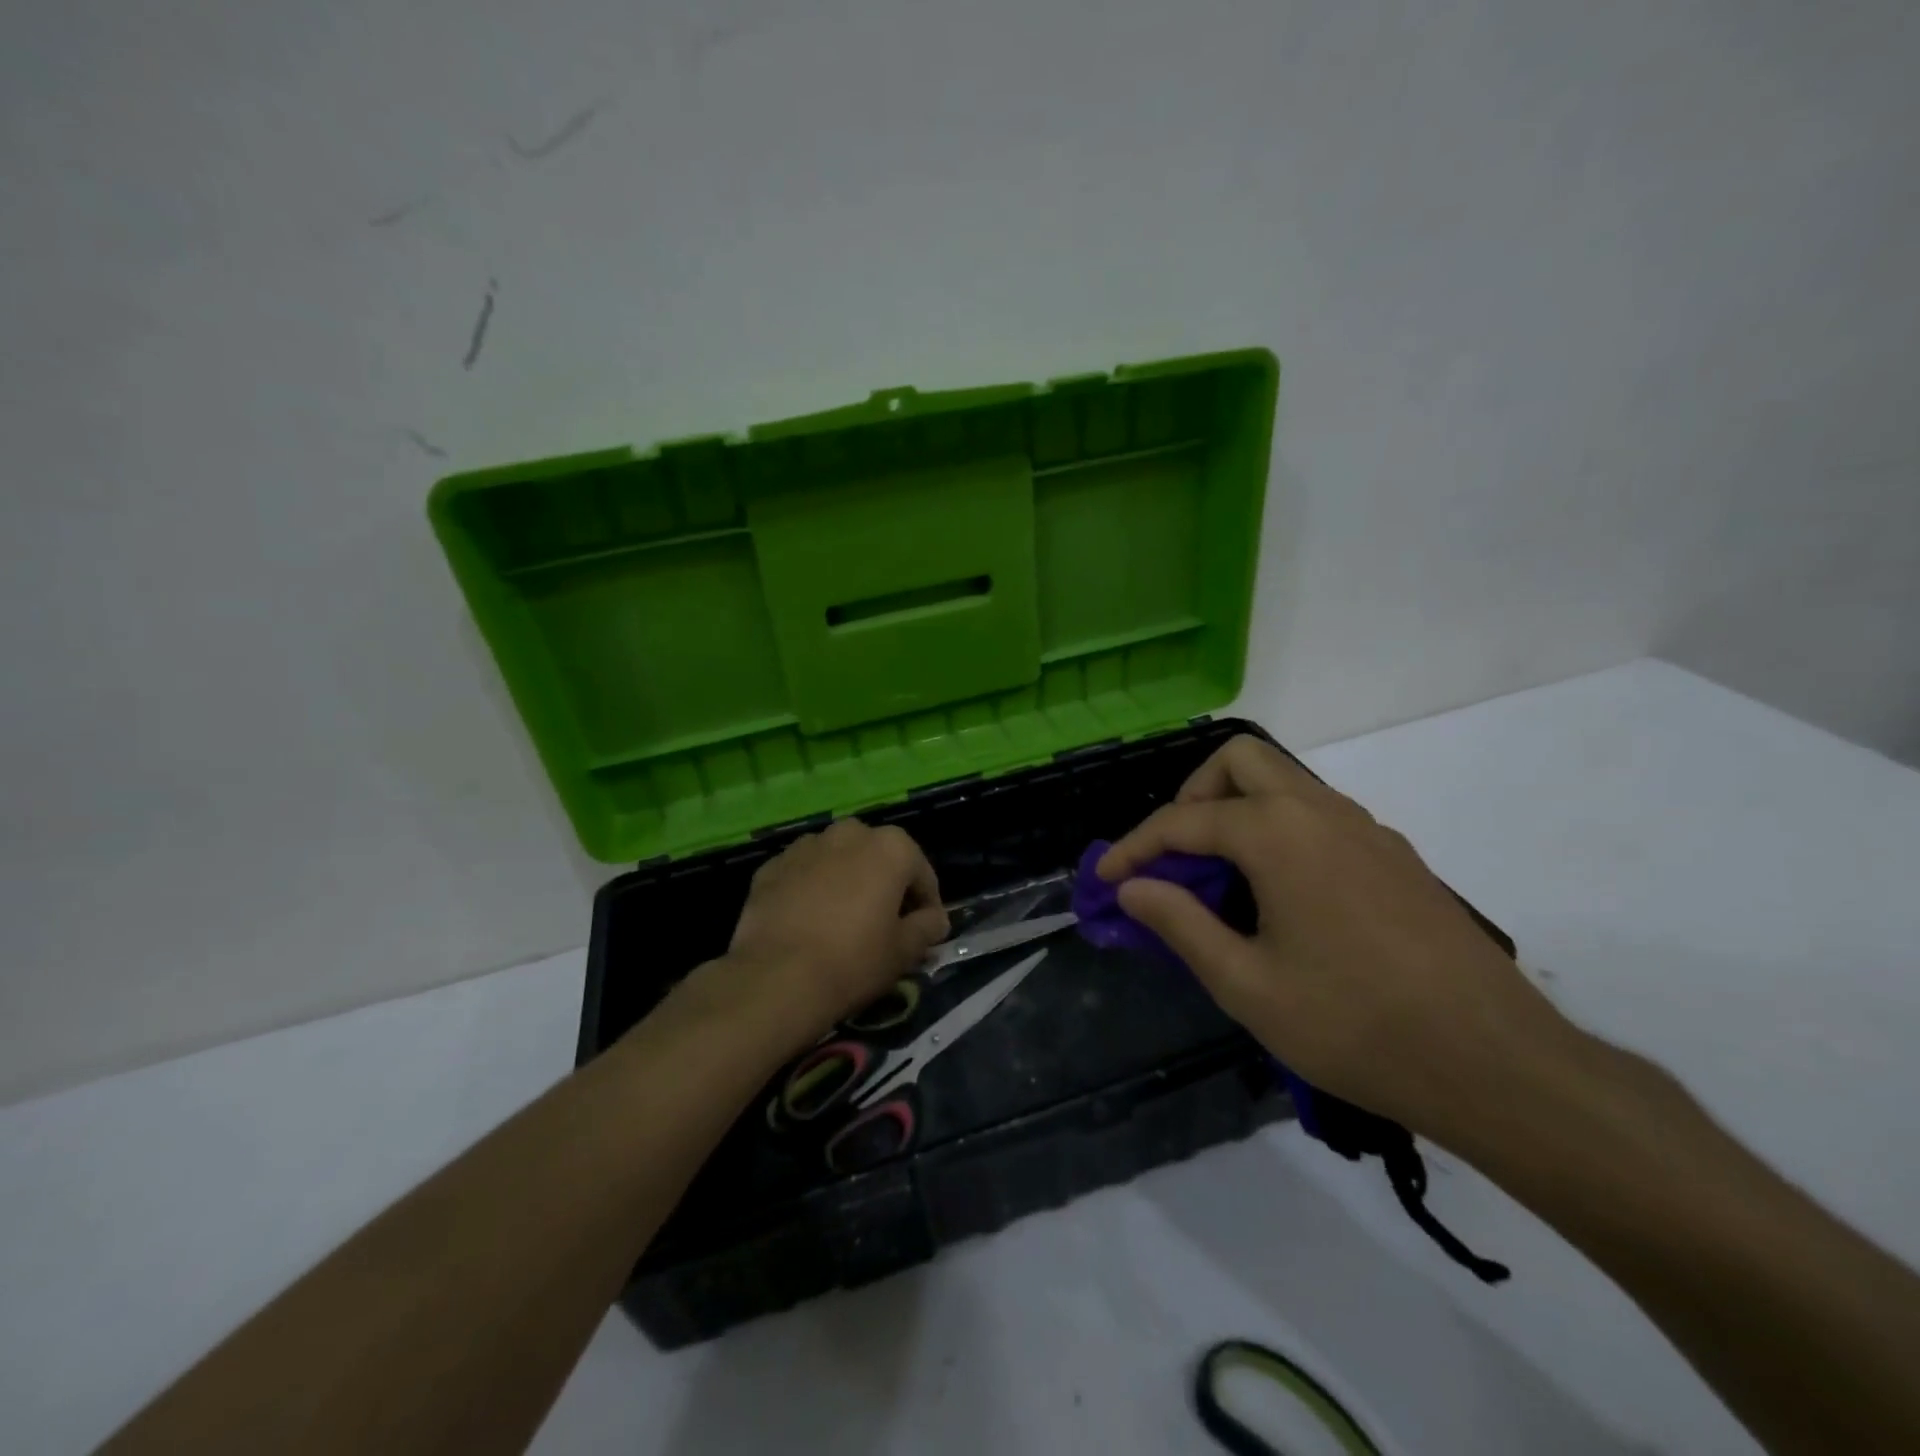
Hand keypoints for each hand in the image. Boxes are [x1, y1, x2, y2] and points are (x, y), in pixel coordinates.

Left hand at [722, 818, 949, 1039]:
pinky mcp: (772, 866)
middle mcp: (849, 833)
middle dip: (884, 884)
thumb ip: (927, 927)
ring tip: (841, 921)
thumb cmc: (854, 960)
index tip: (923, 931)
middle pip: (878, 857)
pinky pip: (803, 873)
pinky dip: (810, 889)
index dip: (926, 904)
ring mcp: (806, 846)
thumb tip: (935, 919)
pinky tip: (808, 922)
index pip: (921, 874)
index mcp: (890, 847)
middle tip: (882, 923)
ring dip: (846, 881)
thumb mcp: (904, 951)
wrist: (777, 977)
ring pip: (838, 860)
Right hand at [1098, 736, 1568, 1136]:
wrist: (1498, 1064)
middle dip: (1192, 797)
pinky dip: (1278, 831)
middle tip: (1174, 855)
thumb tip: (1133, 887)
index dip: (1134, 847)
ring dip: (1237, 811)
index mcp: (1278, 834)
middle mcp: (1321, 812)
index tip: (1105, 878)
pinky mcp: (1394, 856)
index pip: (1183, 820)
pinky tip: (1280, 896)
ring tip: (1218, 878)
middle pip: (1239, 762)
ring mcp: (1366, 829)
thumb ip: (1180, 924)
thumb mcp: (1246, 985)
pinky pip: (1318, 816)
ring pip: (1284, 784)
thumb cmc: (1355, 1025)